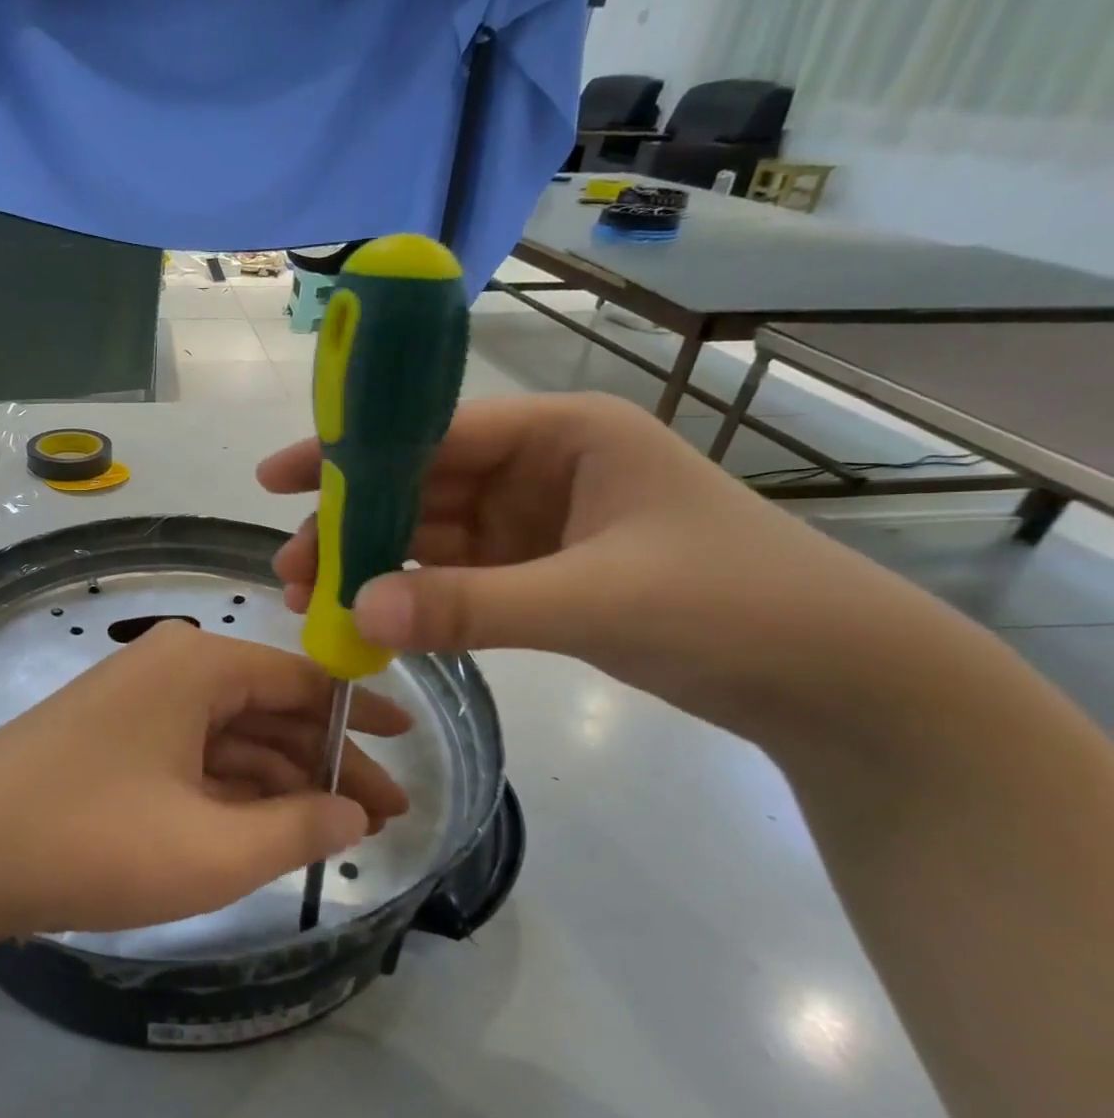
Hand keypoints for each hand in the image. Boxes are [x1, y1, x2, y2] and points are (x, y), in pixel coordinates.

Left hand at [0, 622, 410, 942]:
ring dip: (279, 782)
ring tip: (332, 834)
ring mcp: (136, 702)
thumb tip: (353, 813)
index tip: (409, 751)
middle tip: (381, 819)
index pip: (305, 681)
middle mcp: (171, 667)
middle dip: (325, 763)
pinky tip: (261, 829)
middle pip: (269, 709)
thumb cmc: (90, 839)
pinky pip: (190, 755)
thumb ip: (296, 828)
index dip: (361, 718)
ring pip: (229, 736)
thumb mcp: (211, 850)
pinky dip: (230, 791)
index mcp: (200, 665)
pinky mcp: (111, 739)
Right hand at [259, 393, 941, 744]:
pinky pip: (455, 576)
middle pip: (419, 487)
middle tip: (290, 568)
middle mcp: (541, 468)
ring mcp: (537, 524)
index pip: (433, 432)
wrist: (840, 685)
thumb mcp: (596, 600)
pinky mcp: (539, 574)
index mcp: (563, 434)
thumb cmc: (735, 608)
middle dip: (350, 523)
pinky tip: (369, 617)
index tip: (277, 479)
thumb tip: (356, 613)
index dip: (350, 452)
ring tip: (311, 599)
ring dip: (372, 564)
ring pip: (430, 535)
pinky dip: (412, 595)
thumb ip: (472, 606)